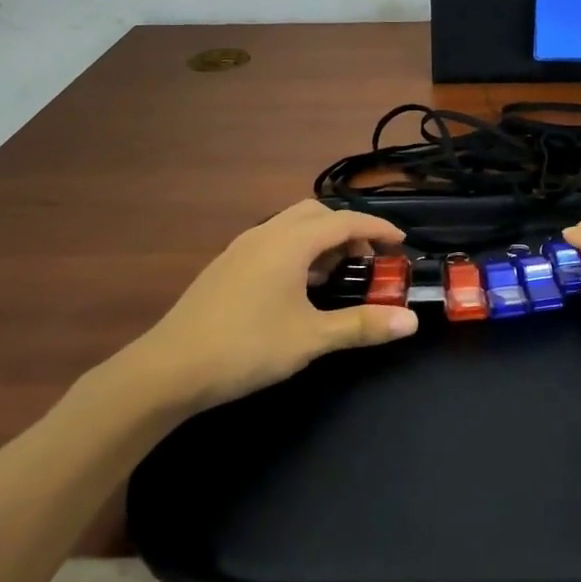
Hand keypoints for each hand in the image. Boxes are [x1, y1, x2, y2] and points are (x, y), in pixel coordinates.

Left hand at [119, 200, 417, 415]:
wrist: (169, 368)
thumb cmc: (246, 347)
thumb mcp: (311, 339)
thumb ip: (361, 325)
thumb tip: (411, 321)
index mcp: (290, 242)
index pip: (345, 222)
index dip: (377, 229)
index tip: (401, 242)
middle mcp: (266, 233)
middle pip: (317, 214)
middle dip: (348, 230)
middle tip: (367, 260)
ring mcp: (242, 247)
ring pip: (292, 225)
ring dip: (321, 239)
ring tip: (336, 274)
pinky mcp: (227, 264)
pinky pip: (273, 240)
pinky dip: (297, 250)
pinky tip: (298, 286)